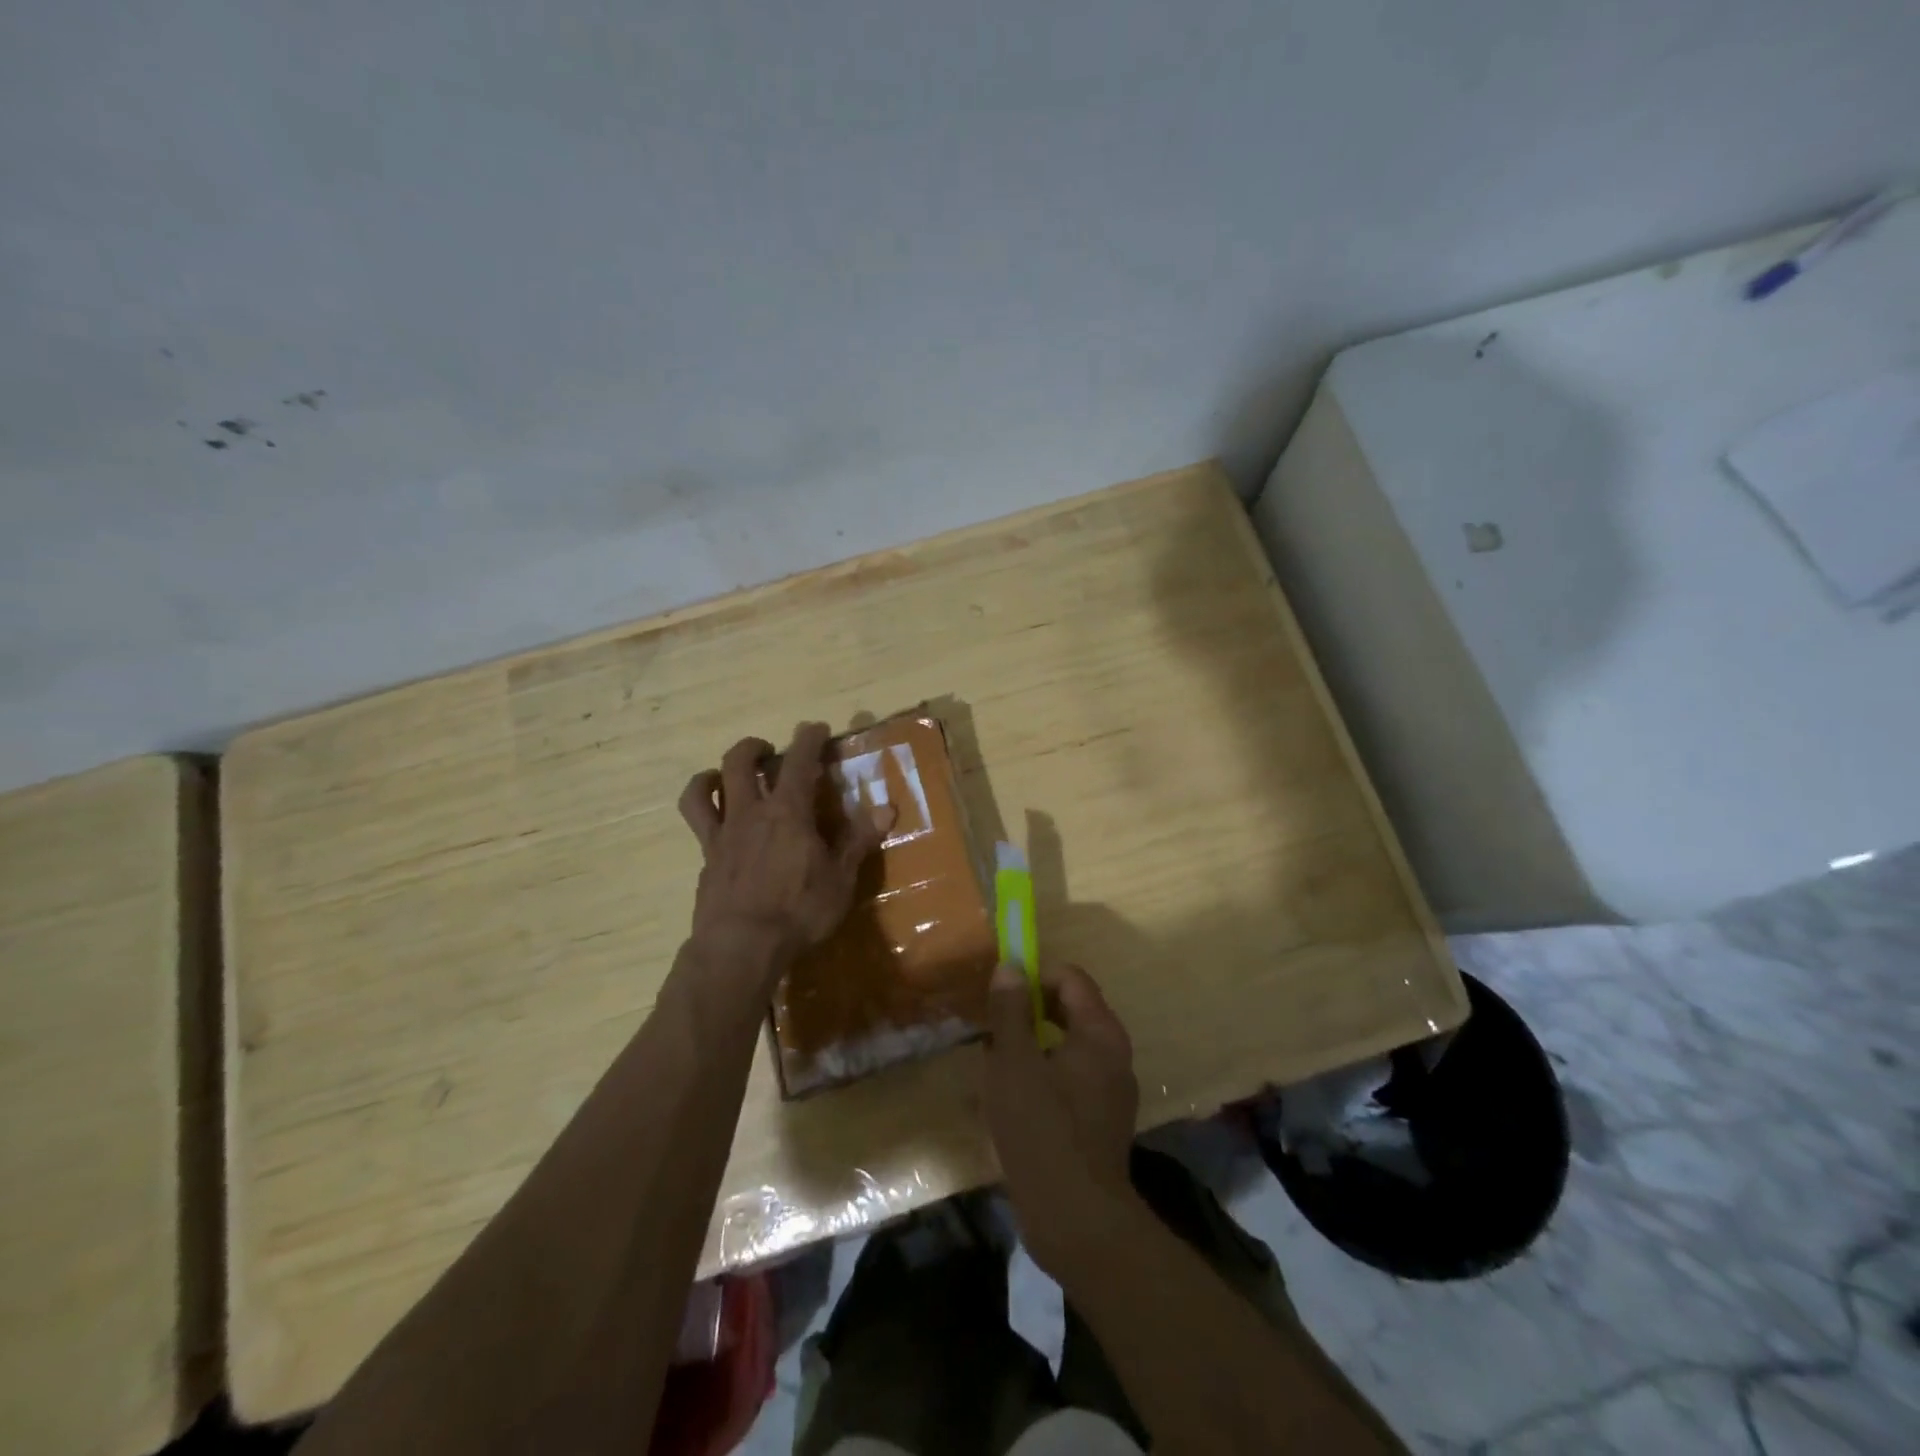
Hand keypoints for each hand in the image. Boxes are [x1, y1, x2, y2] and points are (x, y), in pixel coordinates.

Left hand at [678, 723, 890, 980]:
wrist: (741, 947)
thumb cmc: (799, 911)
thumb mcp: (840, 879)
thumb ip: (859, 840)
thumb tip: (888, 808)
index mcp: (788, 812)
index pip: (798, 761)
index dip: (808, 739)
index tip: (816, 728)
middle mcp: (750, 813)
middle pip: (739, 762)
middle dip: (754, 747)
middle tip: (770, 752)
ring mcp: (721, 835)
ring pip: (702, 789)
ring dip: (714, 774)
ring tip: (726, 778)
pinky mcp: (706, 859)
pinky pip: (698, 825)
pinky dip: (705, 813)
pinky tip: (719, 825)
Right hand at [981, 960, 1140, 1276]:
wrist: (1076, 1220)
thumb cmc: (1041, 1129)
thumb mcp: (1013, 1062)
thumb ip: (1010, 1010)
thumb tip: (1010, 967)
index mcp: (1100, 1032)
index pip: (1071, 978)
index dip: (1034, 976)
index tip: (1001, 996)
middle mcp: (1114, 1055)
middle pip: (1071, 1010)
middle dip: (1030, 1012)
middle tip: (993, 1028)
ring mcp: (1111, 1091)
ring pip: (1068, 1047)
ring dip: (1032, 1046)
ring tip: (995, 1065)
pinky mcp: (1101, 1122)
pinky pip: (1071, 1080)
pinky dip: (1043, 1077)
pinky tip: (1013, 1101)